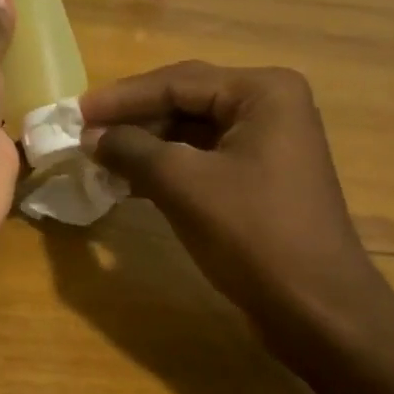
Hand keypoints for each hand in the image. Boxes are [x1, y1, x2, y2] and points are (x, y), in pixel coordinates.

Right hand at [80, 62, 376, 338]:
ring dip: (146, 145)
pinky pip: (204, 158)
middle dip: (134, 120)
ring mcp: (269, 142)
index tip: (75, 112)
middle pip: (186, 101)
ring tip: (99, 157)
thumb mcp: (184, 185)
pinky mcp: (261, 177)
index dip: (122, 98)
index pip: (178, 81)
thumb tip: (91, 136)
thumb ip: (132, 150)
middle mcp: (270, 106)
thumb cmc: (254, 235)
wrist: (318, 311)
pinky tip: (130, 181)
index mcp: (263, 92)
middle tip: (84, 133)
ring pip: (192, 131)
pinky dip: (166, 167)